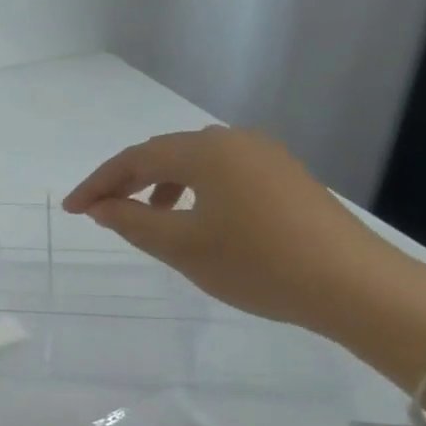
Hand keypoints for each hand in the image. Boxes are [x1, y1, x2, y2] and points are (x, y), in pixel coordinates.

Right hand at [62, 125, 395, 335]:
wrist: (353, 285)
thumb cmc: (256, 263)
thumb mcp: (182, 246)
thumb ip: (132, 222)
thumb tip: (101, 206)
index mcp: (206, 151)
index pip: (135, 158)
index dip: (98, 183)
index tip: (72, 209)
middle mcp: (235, 141)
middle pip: (164, 153)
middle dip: (126, 180)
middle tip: (99, 210)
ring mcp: (265, 156)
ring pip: (195, 162)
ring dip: (160, 184)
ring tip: (147, 217)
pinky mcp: (284, 176)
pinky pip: (222, 173)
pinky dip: (193, 190)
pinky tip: (194, 219)